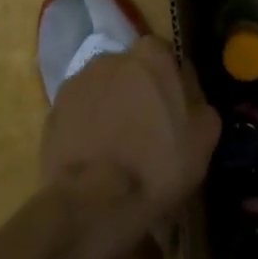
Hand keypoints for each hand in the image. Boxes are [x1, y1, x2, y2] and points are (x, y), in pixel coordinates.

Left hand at [41, 37, 219, 224]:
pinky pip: (80, 112)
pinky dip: (88, 127)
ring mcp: (77, 83)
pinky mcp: (52, 111)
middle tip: (147, 129)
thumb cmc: (159, 163)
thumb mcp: (204, 134)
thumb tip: (185, 87)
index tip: (175, 110)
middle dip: (139, 92)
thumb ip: (197, 98)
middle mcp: (111, 58)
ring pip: (104, 90)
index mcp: (151, 56)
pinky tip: (96, 156)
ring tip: (118, 147)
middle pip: (132, 71)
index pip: (166, 56)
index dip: (171, 83)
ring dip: (112, 108)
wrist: (93, 202)